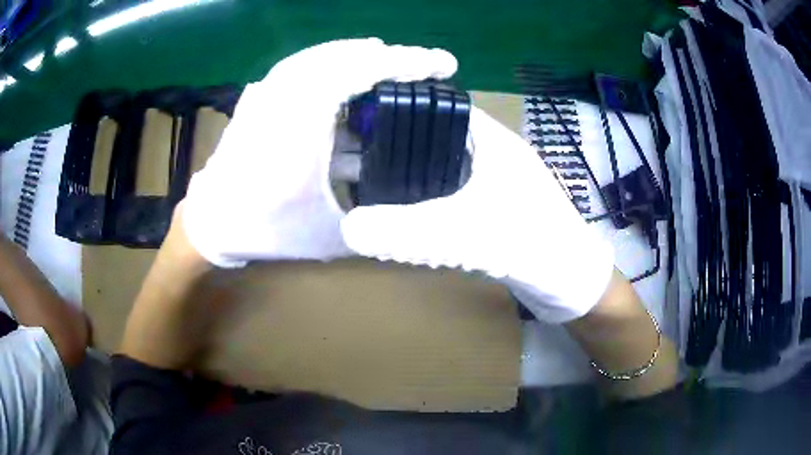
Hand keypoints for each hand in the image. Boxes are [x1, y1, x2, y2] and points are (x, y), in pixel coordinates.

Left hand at [183, 38, 456, 266]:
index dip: (403, 63)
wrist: (211, 222)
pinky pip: (300, 66)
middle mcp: (282, 101)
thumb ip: (372, 220)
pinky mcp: (260, 96)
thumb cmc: (265, 229)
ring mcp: (267, 93)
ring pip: (320, 56)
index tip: (440, 63)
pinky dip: (329, 61)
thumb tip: (407, 209)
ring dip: (358, 54)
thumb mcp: (328, 236)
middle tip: (420, 63)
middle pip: (342, 56)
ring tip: (387, 59)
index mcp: (300, 131)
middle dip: (388, 55)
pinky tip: (343, 69)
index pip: (358, 73)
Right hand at [341, 107, 614, 322]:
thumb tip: (346, 227)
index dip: (400, 111)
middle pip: (435, 138)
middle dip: (398, 147)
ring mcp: (495, 182)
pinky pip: (452, 195)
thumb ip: (406, 231)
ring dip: (411, 176)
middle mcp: (492, 154)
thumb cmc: (533, 244)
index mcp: (492, 140)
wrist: (573, 284)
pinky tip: (404, 215)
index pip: (438, 108)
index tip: (360, 125)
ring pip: (443, 168)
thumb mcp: (466, 234)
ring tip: (369, 185)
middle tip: (353, 161)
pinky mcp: (494, 209)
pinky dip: (427, 201)